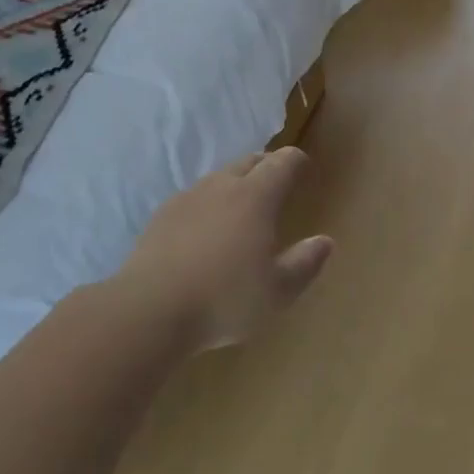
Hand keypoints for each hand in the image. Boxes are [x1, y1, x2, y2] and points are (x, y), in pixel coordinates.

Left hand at [119, 148, 333, 350]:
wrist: (148, 311)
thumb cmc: (224, 299)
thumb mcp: (278, 291)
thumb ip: (305, 263)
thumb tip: (325, 242)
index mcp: (255, 197)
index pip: (283, 162)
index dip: (297, 162)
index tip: (305, 168)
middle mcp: (221, 187)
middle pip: (249, 161)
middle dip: (267, 166)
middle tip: (278, 183)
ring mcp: (186, 199)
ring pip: (218, 178)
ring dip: (236, 185)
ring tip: (243, 209)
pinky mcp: (160, 218)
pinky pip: (193, 199)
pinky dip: (208, 205)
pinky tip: (206, 231)